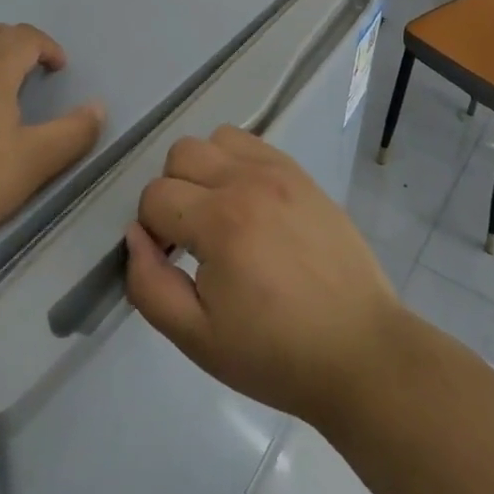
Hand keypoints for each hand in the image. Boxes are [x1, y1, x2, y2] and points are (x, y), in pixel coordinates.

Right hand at [124, 126, 402, 428]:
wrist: (359, 351)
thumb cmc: (275, 354)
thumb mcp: (198, 338)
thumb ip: (150, 285)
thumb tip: (135, 236)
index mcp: (220, 221)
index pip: (155, 196)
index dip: (152, 231)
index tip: (173, 262)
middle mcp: (248, 181)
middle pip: (181, 154)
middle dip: (173, 193)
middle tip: (191, 238)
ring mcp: (280, 171)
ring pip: (216, 139)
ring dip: (205, 170)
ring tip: (220, 214)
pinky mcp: (302, 174)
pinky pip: (253, 143)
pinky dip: (237, 162)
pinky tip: (249, 204)